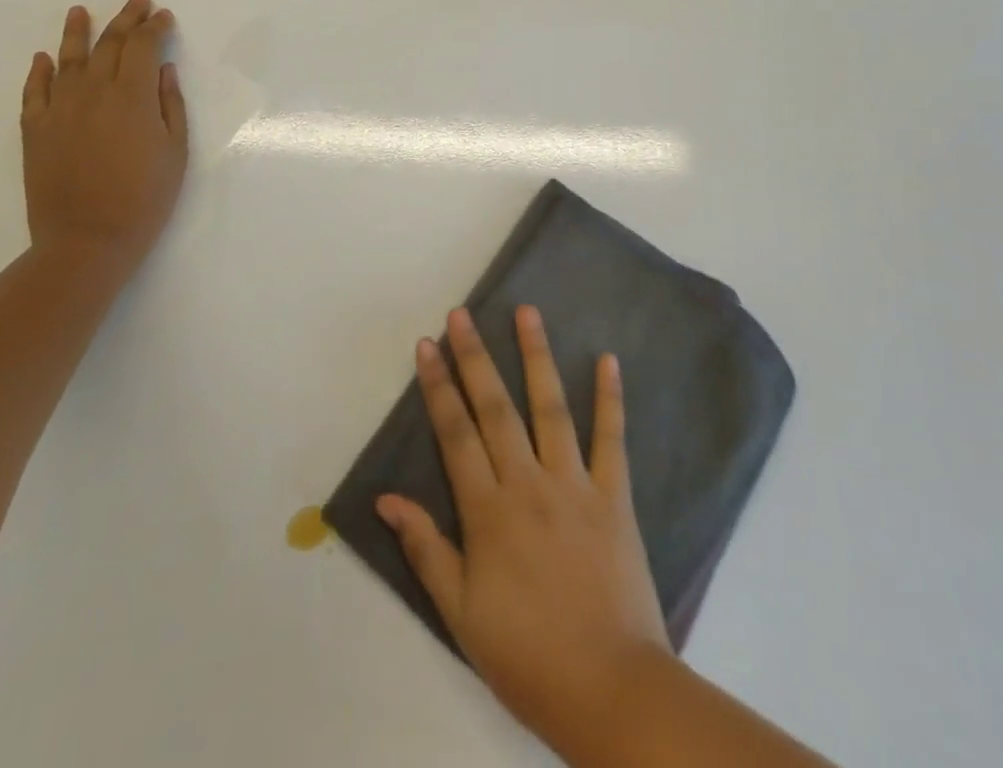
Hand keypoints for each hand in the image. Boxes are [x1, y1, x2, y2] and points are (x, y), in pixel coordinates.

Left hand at [20, 0, 187, 267]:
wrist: (86, 240)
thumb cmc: (144, 198)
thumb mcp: (175, 152)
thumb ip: (171, 106)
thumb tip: (163, 71)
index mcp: (132, 96)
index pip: (144, 46)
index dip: (155, 27)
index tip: (165, 15)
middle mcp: (93, 91)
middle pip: (110, 43)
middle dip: (127, 18)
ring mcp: (59, 108)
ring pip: (68, 58)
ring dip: (77, 31)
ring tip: (80, 11)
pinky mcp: (34, 129)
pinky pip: (35, 90)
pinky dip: (39, 70)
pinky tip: (43, 58)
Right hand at [377, 306, 670, 747]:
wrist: (611, 690)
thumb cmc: (527, 655)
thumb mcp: (461, 614)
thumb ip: (426, 549)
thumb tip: (387, 499)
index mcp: (488, 512)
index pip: (455, 433)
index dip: (438, 386)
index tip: (426, 345)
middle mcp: (528, 484)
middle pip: (495, 407)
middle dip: (474, 356)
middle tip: (462, 314)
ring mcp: (575, 485)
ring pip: (551, 407)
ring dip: (536, 356)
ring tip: (527, 311)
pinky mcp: (615, 496)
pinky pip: (612, 439)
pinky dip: (610, 398)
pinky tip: (607, 359)